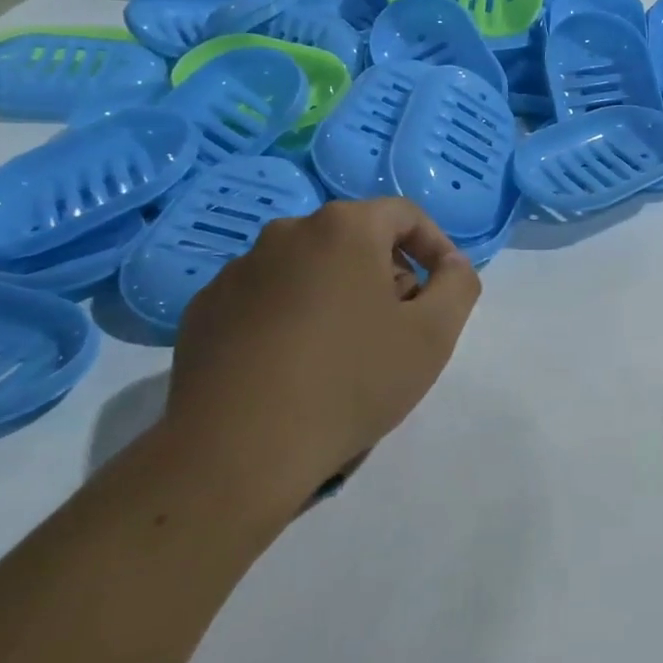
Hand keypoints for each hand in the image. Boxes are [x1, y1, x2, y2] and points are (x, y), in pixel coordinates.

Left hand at [162, 198, 481, 524]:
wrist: (237, 448)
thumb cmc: (351, 381)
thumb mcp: (433, 335)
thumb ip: (458, 285)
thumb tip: (451, 264)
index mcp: (344, 228)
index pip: (404, 214)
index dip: (435, 246)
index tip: (444, 290)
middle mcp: (286, 233)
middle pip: (355, 240)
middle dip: (386, 274)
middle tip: (399, 327)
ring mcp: (237, 271)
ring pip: (308, 269)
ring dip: (337, 296)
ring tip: (346, 353)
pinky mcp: (204, 311)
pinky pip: (266, 300)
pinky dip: (291, 318)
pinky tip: (294, 368)